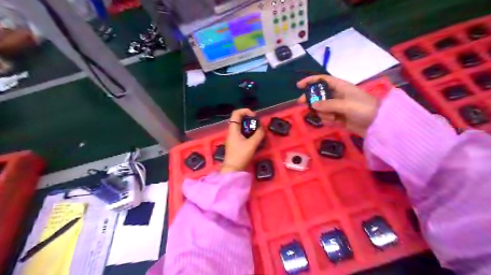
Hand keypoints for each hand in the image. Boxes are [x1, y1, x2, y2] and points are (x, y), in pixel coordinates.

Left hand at [222, 109, 264, 172]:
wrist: (232, 169)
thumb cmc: (240, 155)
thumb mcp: (252, 144)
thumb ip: (258, 135)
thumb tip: (262, 128)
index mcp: (233, 129)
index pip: (236, 113)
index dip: (245, 111)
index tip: (254, 116)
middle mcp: (232, 132)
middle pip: (239, 120)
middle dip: (250, 120)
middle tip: (258, 125)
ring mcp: (233, 138)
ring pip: (241, 127)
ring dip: (250, 128)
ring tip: (258, 132)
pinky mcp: (235, 144)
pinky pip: (242, 134)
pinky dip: (248, 134)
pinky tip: (255, 140)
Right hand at [295, 75, 378, 135]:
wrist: (378, 124)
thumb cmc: (364, 108)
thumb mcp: (346, 105)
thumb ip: (328, 105)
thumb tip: (312, 105)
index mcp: (341, 87)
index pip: (323, 80)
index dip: (310, 81)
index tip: (299, 86)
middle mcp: (338, 96)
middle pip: (319, 95)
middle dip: (311, 99)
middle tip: (302, 104)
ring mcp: (338, 107)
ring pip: (322, 108)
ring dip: (323, 113)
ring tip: (333, 118)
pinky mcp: (339, 117)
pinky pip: (327, 117)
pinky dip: (328, 120)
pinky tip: (336, 122)